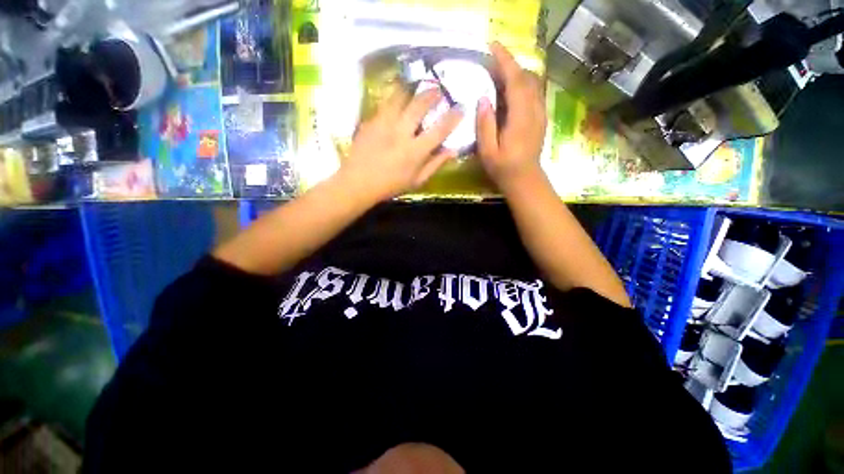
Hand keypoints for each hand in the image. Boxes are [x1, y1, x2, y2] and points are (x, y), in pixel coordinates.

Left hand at [340, 86, 463, 201]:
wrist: (357, 182)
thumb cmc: (390, 186)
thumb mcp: (417, 181)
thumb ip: (435, 165)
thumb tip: (452, 151)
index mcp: (415, 151)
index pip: (439, 130)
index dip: (453, 117)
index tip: (461, 107)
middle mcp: (401, 133)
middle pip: (420, 105)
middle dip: (433, 93)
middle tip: (439, 89)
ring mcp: (384, 123)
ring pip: (401, 96)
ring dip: (413, 88)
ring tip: (419, 84)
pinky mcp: (371, 120)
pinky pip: (385, 102)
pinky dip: (395, 95)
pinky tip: (398, 95)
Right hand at [477, 42, 547, 190]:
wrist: (525, 179)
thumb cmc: (503, 169)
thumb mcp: (488, 152)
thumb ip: (485, 125)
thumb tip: (483, 99)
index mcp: (520, 118)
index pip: (515, 81)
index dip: (505, 61)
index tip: (493, 47)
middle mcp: (534, 110)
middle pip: (526, 77)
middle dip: (510, 64)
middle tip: (491, 63)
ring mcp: (540, 113)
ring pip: (532, 82)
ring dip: (517, 73)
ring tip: (498, 74)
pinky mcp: (540, 117)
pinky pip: (534, 92)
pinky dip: (522, 83)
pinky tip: (510, 90)